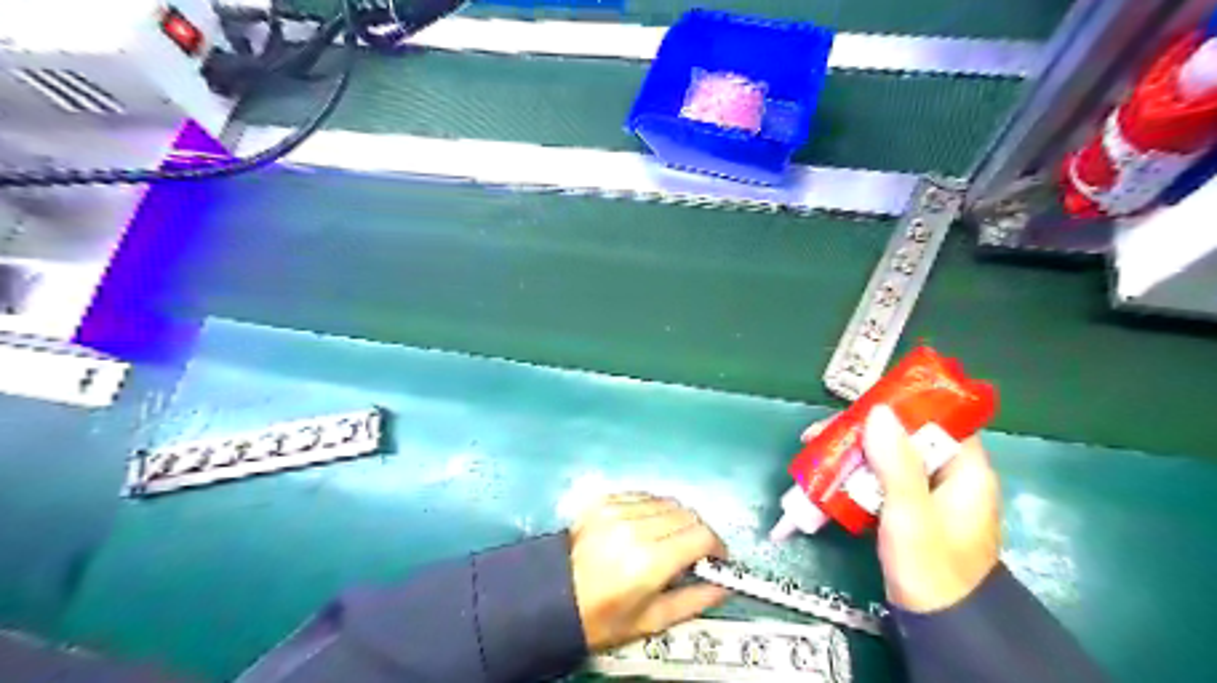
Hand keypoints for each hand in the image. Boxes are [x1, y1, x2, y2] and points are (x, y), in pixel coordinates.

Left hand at [575, 490, 731, 650]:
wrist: (551, 597)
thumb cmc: (603, 617)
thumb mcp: (651, 621)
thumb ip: (694, 601)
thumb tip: (725, 587)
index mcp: (650, 561)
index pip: (701, 535)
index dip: (718, 546)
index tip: (718, 559)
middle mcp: (636, 527)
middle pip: (687, 514)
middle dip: (699, 533)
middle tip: (695, 552)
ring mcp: (617, 509)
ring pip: (667, 501)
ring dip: (678, 519)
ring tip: (670, 539)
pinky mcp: (604, 500)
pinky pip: (643, 495)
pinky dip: (654, 509)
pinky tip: (647, 526)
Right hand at [806, 407, 1001, 613]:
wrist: (937, 626)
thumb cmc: (930, 568)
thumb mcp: (911, 514)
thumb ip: (896, 463)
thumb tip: (878, 410)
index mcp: (965, 470)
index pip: (936, 419)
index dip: (898, 407)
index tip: (857, 407)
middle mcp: (947, 474)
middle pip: (901, 436)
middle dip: (857, 433)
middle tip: (817, 434)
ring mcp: (925, 492)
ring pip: (883, 457)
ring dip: (848, 455)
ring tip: (811, 455)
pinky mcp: (906, 508)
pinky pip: (876, 480)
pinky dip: (851, 477)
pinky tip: (823, 481)